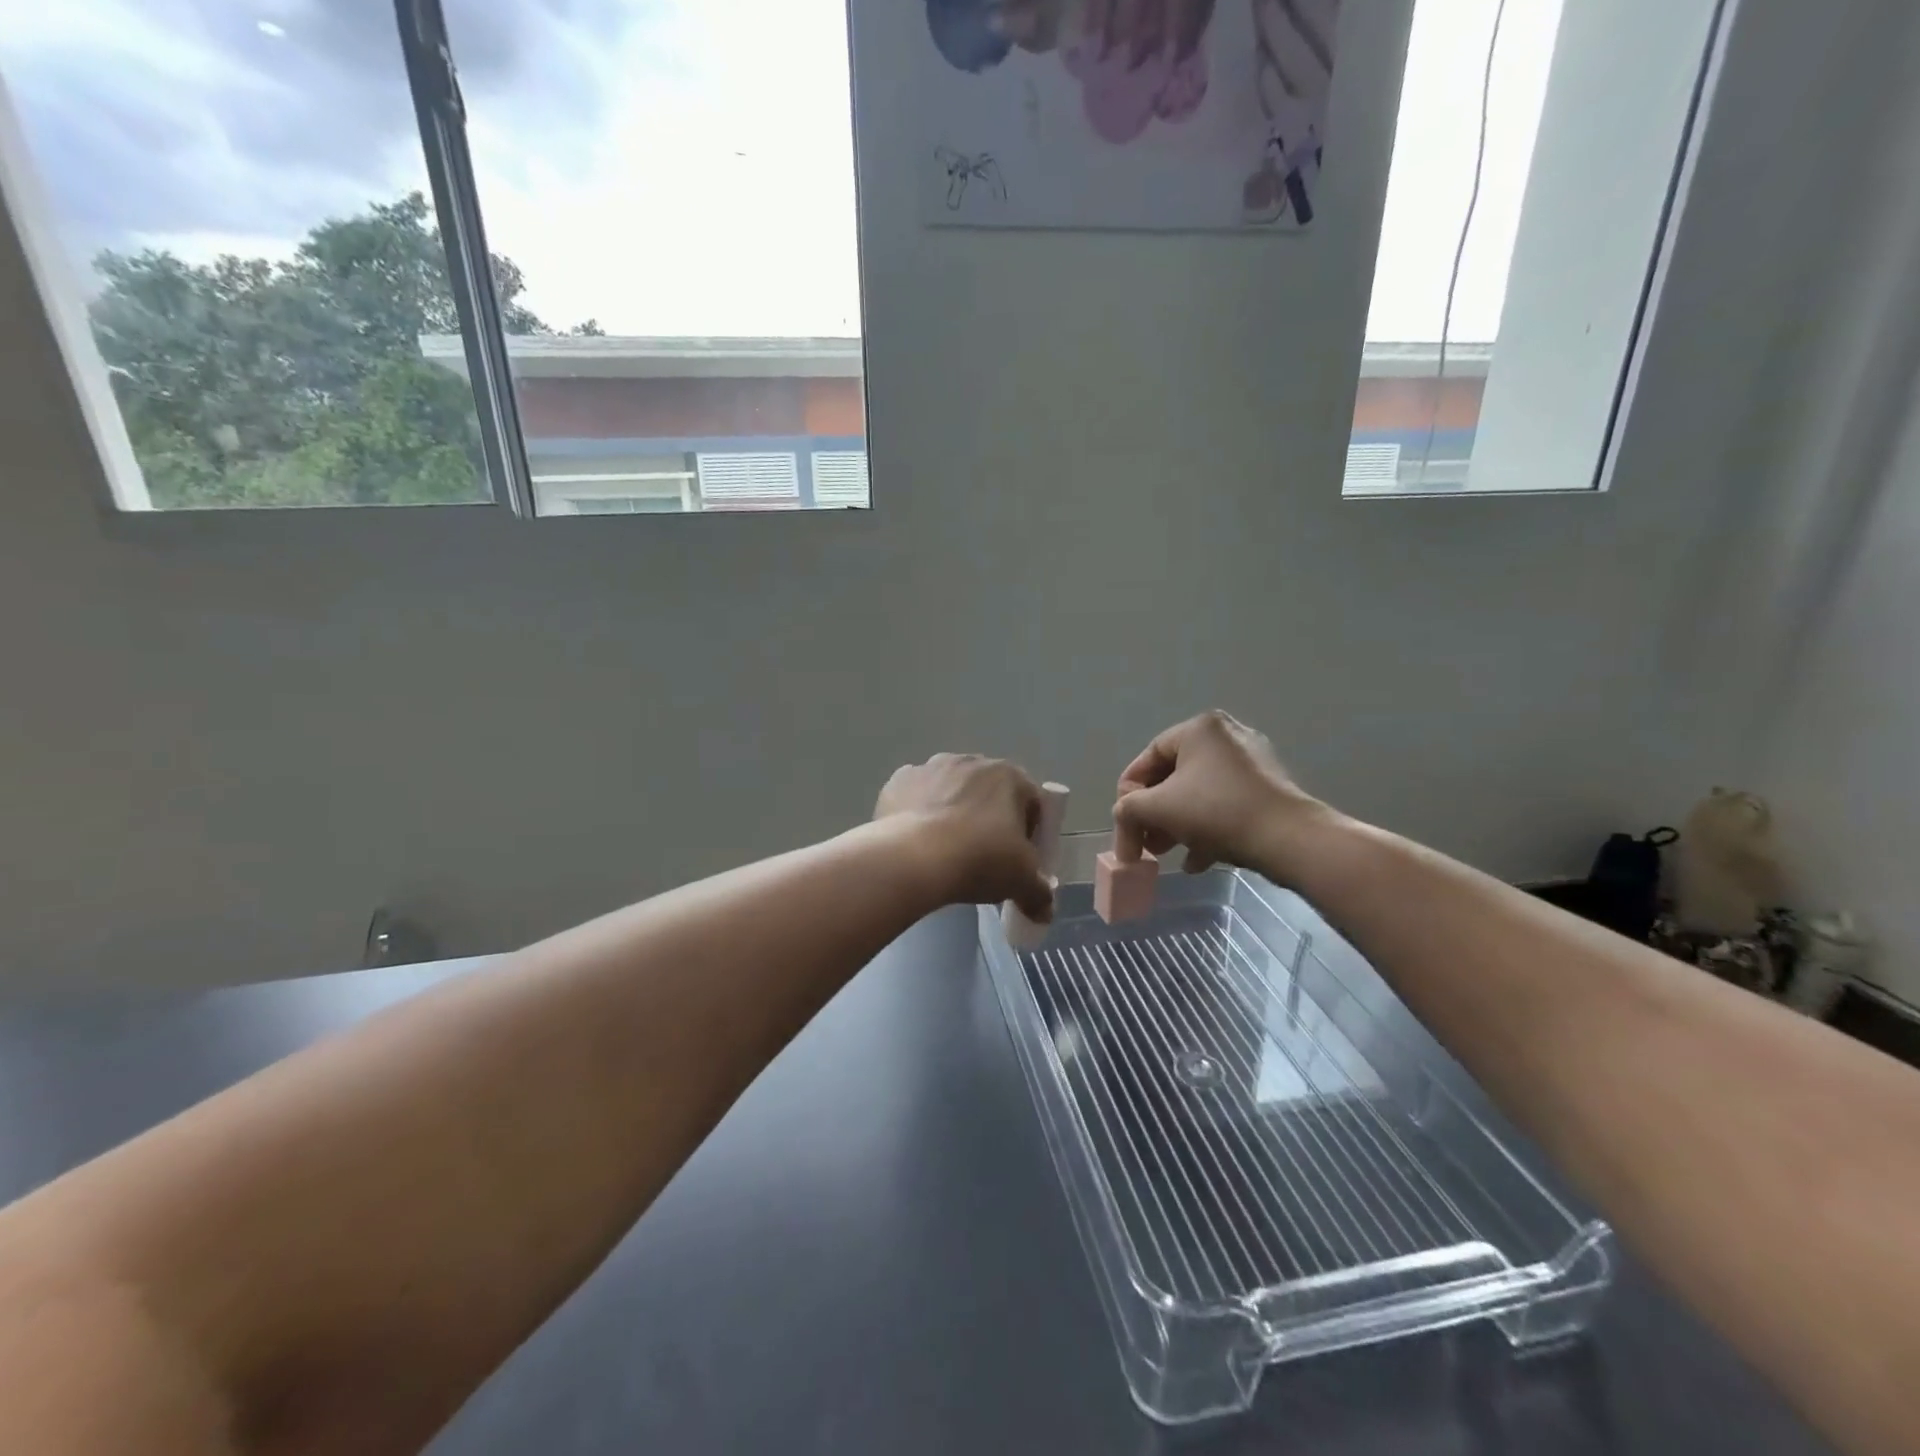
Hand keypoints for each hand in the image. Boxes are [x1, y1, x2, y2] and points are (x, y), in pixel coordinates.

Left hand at [876, 754, 1054, 920]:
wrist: (912, 859)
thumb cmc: (979, 860)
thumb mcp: (1021, 881)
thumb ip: (1039, 894)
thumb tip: (1045, 912)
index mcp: (1009, 776)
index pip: (1031, 801)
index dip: (1030, 832)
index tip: (1020, 859)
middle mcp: (971, 761)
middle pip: (989, 793)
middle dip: (990, 819)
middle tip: (984, 858)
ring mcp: (931, 767)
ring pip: (951, 791)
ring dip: (953, 813)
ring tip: (946, 852)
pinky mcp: (898, 780)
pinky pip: (916, 796)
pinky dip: (919, 814)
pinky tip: (917, 843)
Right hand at [1113, 711, 1327, 874]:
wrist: (1289, 839)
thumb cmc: (1217, 812)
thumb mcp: (1158, 809)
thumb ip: (1127, 809)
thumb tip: (1124, 818)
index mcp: (1199, 728)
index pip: (1147, 758)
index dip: (1128, 794)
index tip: (1124, 824)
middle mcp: (1227, 736)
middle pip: (1173, 777)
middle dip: (1153, 814)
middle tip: (1145, 843)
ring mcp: (1252, 762)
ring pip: (1198, 793)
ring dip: (1176, 824)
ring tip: (1167, 854)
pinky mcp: (1269, 789)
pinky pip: (1224, 804)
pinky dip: (1206, 828)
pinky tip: (1197, 860)